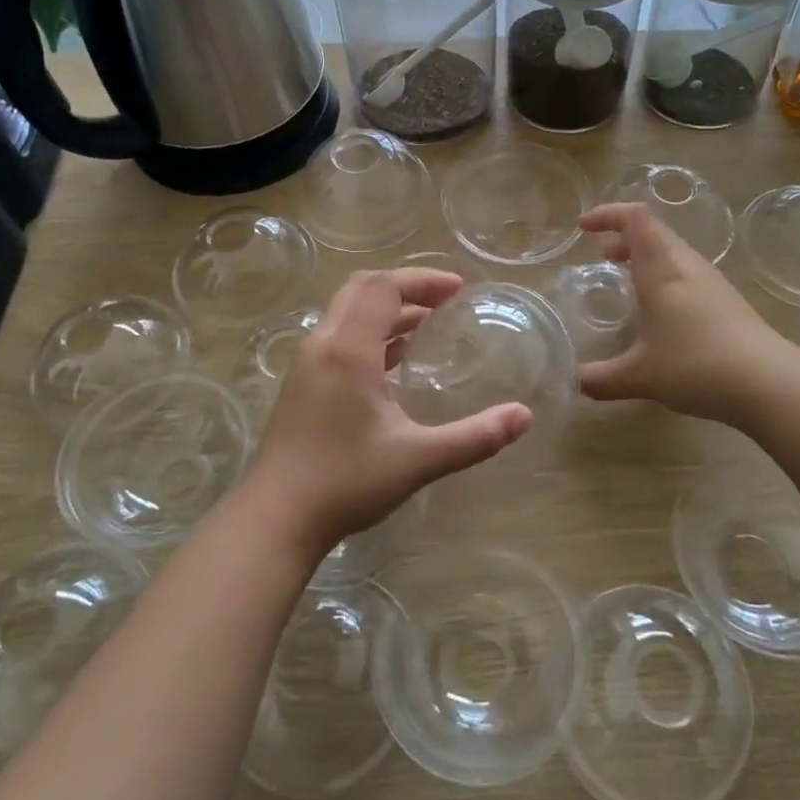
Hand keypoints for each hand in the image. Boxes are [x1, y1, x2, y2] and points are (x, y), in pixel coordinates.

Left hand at [240, 268, 532, 560]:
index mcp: (349, 349)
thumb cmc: (346, 482)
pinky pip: (339, 336)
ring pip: (347, 312)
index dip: (422, 280)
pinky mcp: (302, 383)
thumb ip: (474, 437)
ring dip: (386, 309)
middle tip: (444, 300)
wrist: (275, 518)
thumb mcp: (418, 459)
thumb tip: (524, 416)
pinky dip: (370, 331)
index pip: (384, 287)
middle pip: (362, 289)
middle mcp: (324, 344)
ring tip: (427, 325)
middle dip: (406, 286)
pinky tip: (395, 360)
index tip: (458, 290)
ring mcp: (308, 363)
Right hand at [577, 203, 790, 425]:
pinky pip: (686, 273)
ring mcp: (711, 281)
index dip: (608, 214)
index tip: (584, 227)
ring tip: (625, 278)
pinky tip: (660, 310)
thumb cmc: (696, 365)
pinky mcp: (726, 300)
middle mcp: (686, 265)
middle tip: (601, 255)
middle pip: (654, 231)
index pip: (635, 218)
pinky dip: (663, 276)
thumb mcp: (640, 375)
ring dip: (645, 257)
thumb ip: (601, 378)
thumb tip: (576, 382)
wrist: (768, 382)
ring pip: (672, 252)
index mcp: (661, 268)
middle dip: (623, 237)